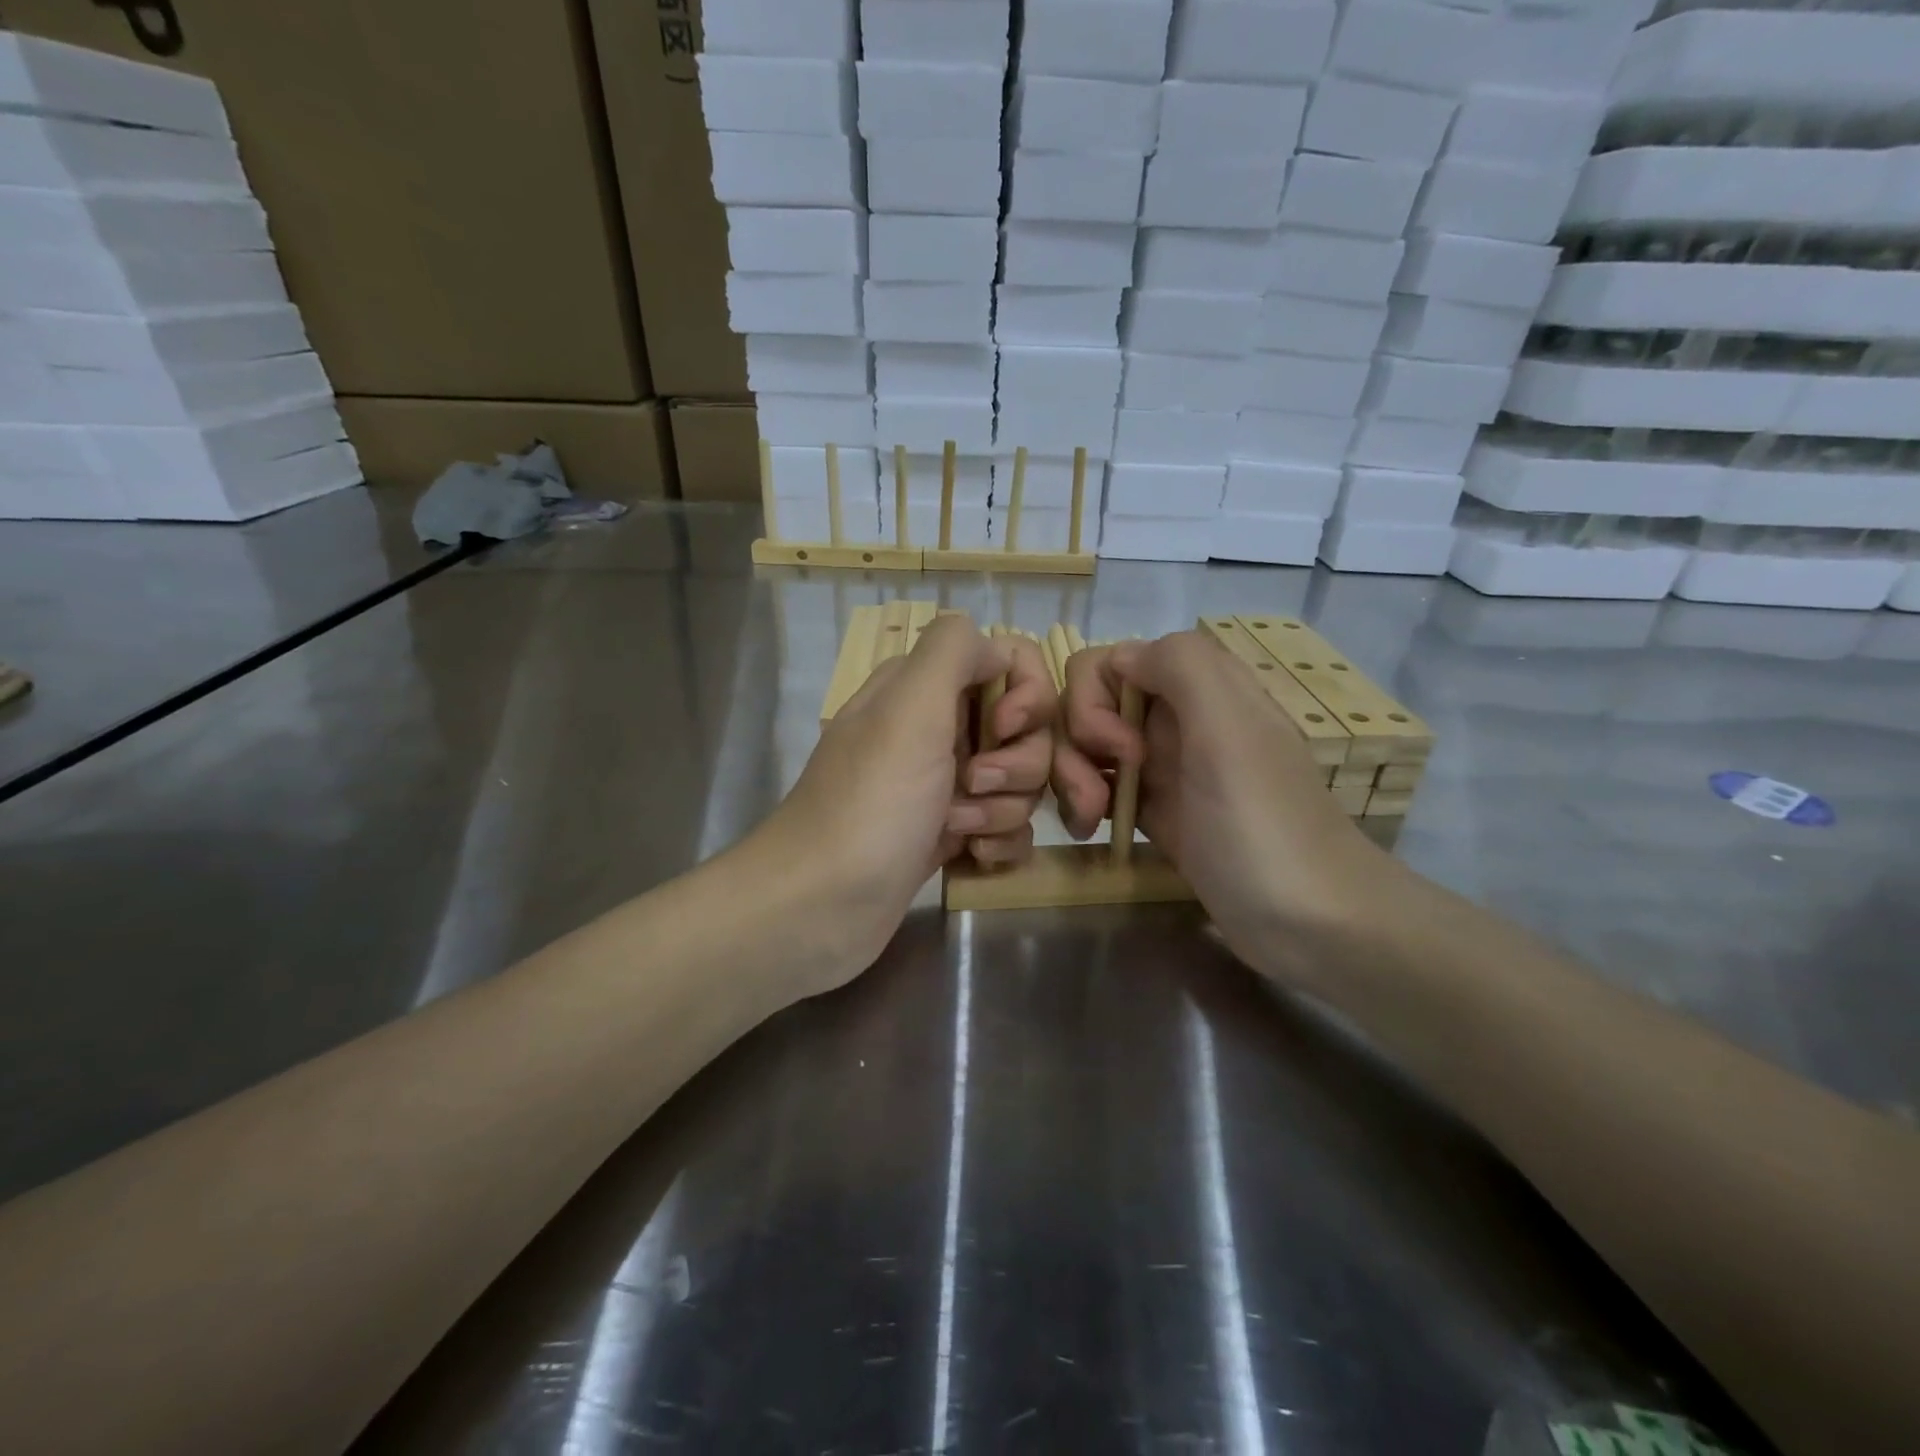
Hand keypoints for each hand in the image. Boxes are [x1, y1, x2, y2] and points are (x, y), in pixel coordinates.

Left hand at [766, 614, 1055, 974]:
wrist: (822, 906)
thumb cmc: (871, 803)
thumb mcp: (909, 708)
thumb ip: (953, 650)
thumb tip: (994, 645)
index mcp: (924, 689)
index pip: (1008, 662)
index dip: (1025, 692)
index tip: (1006, 727)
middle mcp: (936, 730)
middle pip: (1024, 729)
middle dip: (1016, 763)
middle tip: (973, 784)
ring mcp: (943, 786)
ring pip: (1019, 783)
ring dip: (1002, 809)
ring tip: (958, 830)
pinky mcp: (949, 836)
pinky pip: (1006, 827)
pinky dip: (997, 843)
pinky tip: (971, 858)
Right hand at [1051, 631, 1390, 983]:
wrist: (1313, 925)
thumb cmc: (1264, 828)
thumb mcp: (1230, 732)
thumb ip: (1181, 667)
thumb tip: (1123, 656)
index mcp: (1200, 688)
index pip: (1112, 662)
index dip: (1095, 700)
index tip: (1118, 749)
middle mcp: (1178, 718)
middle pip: (1092, 705)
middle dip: (1077, 746)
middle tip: (1096, 798)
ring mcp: (1166, 767)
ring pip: (1090, 747)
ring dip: (1074, 777)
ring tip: (1087, 823)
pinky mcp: (1158, 812)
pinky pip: (1102, 787)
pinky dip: (1084, 802)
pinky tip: (1090, 830)